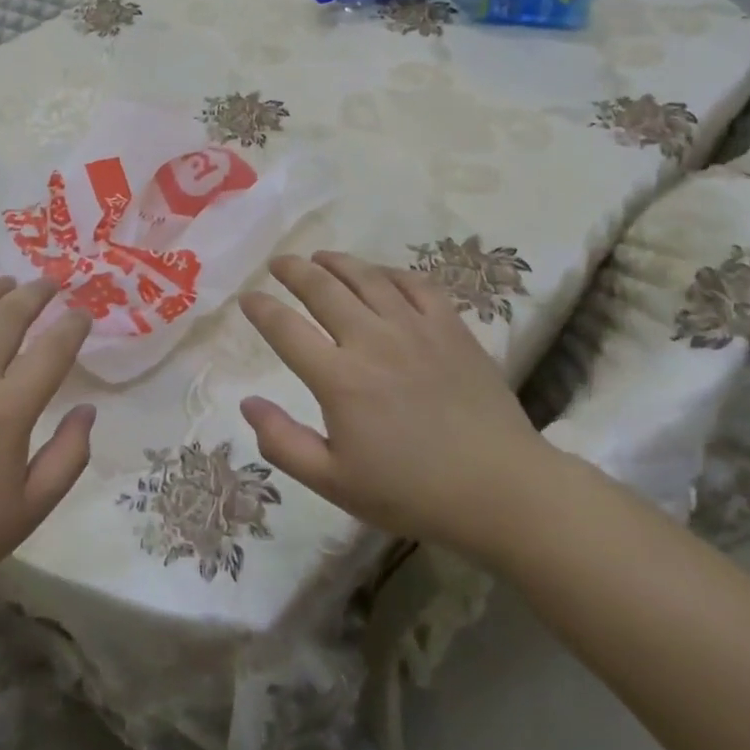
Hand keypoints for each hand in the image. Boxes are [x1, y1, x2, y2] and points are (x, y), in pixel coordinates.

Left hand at [0, 277, 94, 634]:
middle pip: (8, 315)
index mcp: (7, 410)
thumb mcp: (30, 509)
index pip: (52, 349)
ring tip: (6, 283)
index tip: (83, 315)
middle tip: (49, 284)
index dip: (74, 325)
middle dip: (36, 293)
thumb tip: (87, 410)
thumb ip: (69, 456)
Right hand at [237, 251, 556, 556]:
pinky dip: (389, 272)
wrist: (502, 491)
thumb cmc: (412, 493)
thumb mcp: (335, 483)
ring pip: (366, 277)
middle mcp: (372, 340)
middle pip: (322, 288)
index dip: (261, 309)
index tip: (248, 298)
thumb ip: (283, 443)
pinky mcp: (450, 326)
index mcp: (339, 379)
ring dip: (336, 262)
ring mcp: (414, 328)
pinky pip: (415, 283)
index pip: (285, 329)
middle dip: (293, 270)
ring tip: (319, 257)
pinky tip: (379, 274)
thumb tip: (248, 403)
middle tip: (278, 263)